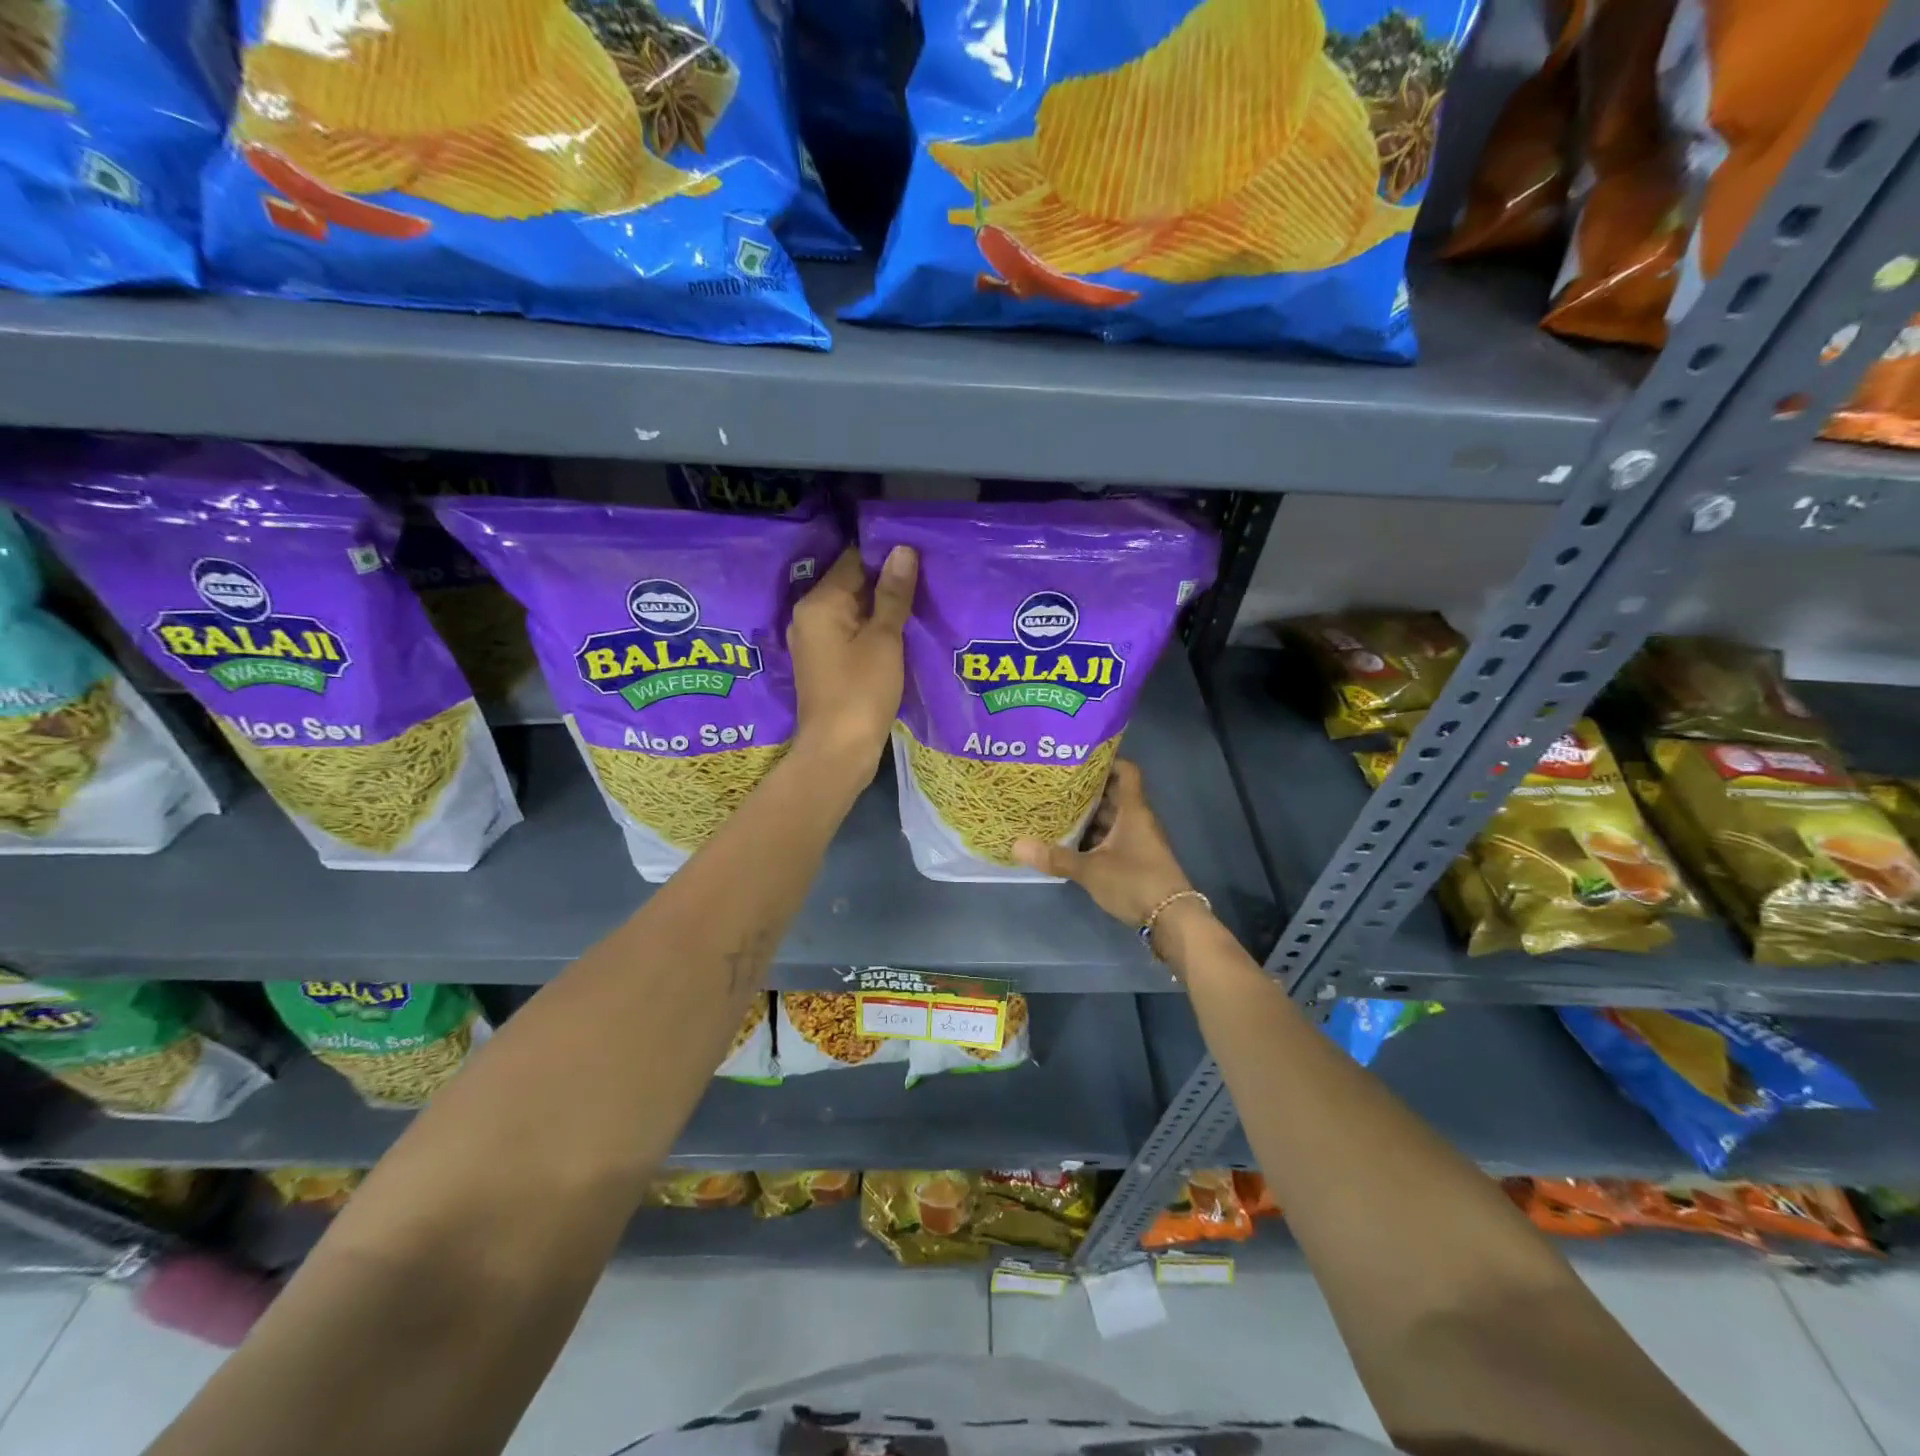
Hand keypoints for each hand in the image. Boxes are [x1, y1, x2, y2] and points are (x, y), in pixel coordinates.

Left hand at [788, 544, 916, 768]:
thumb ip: (893, 594)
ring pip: (851, 610)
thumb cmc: (862, 691)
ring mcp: (813, 640)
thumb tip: (903, 550)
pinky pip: (848, 632)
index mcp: (819, 602)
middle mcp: (808, 615)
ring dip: (879, 607)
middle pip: (850, 584)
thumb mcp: (885, 639)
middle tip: (925, 578)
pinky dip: (870, 629)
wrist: (839, 750)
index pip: (853, 560)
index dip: (886, 556)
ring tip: (918, 601)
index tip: (919, 555)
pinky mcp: (822, 662)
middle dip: (884, 581)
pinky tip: (898, 632)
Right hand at [1013, 760, 1194, 928]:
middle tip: (1056, 786)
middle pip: (1114, 796)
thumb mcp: (1090, 870)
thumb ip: (1055, 857)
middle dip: (1087, 791)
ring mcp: (1140, 841)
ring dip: (1090, 817)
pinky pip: (1114, 839)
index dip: (1106, 761)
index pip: (1126, 772)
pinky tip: (1072, 844)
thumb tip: (1016, 845)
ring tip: (1058, 812)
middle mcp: (1138, 820)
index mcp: (1133, 811)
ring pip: (1113, 819)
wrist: (1172, 919)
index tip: (1078, 760)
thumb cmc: (1134, 881)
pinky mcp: (1138, 860)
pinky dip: (1096, 838)